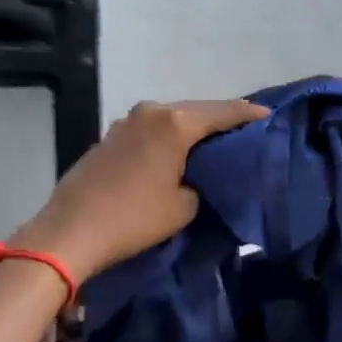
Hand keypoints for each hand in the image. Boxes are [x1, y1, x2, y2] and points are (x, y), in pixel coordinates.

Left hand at [12, 98, 269, 282]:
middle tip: (245, 131)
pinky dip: (168, 137)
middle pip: (195, 110)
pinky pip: (150, 130)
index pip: (223, 112)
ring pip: (170, 119)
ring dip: (191, 128)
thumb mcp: (183, 207)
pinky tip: (177, 151)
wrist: (71, 231)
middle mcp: (150, 112)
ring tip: (213, 142)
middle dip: (220, 119)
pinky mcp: (109, 137)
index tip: (270, 116)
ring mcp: (125, 122)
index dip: (249, 115)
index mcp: (174, 123)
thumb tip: (195, 179)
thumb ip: (201, 184)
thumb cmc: (134, 218)